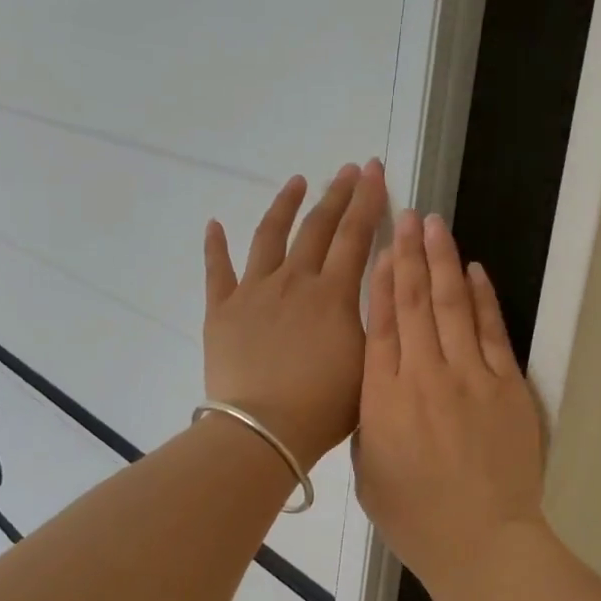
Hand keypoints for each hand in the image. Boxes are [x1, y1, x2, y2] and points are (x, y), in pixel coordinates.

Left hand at [203, 161, 387, 470]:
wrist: (263, 431)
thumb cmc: (324, 406)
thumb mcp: (369, 361)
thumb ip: (377, 316)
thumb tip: (386, 276)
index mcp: (332, 294)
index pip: (355, 235)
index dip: (367, 200)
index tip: (374, 171)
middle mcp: (294, 281)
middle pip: (317, 227)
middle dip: (336, 194)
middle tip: (348, 170)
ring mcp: (253, 292)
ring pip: (269, 236)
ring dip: (284, 205)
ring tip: (296, 182)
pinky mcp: (222, 310)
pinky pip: (217, 270)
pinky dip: (215, 246)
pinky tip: (214, 224)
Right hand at [356, 209, 546, 600]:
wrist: (481, 541)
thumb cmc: (414, 516)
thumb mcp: (368, 470)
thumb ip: (369, 419)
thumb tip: (377, 383)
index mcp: (383, 397)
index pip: (381, 323)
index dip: (382, 280)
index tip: (383, 247)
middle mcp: (425, 375)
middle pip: (416, 302)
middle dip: (410, 254)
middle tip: (407, 215)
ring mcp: (471, 377)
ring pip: (453, 305)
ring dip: (444, 261)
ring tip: (436, 225)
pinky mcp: (507, 386)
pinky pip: (492, 331)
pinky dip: (483, 297)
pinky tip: (474, 270)